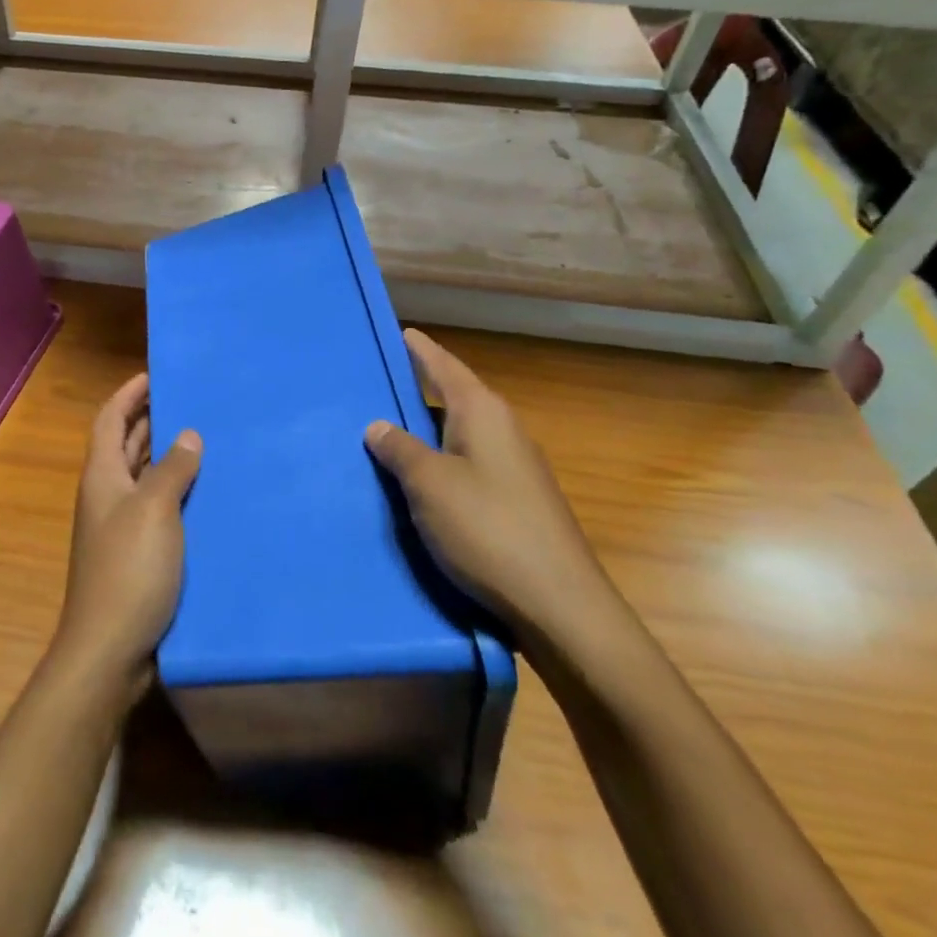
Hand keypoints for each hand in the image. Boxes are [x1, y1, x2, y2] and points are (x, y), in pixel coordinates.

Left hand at [52, 373, 202, 697]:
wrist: (109, 649)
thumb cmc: (129, 570)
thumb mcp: (154, 510)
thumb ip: (171, 469)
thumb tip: (187, 434)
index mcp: (103, 476)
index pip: (110, 419)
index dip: (129, 394)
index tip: (156, 374)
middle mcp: (107, 495)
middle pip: (125, 445)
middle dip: (151, 419)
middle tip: (190, 401)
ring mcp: (120, 526)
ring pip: (143, 476)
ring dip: (166, 456)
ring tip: (205, 438)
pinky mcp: (137, 554)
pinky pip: (157, 507)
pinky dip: (176, 492)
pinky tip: (206, 494)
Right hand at [365, 329, 612, 644]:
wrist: (560, 605)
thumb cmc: (488, 529)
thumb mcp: (429, 485)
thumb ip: (399, 449)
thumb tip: (378, 425)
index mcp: (483, 413)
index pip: (444, 366)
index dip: (420, 349)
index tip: (400, 331)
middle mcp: (503, 430)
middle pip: (453, 398)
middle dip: (417, 390)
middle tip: (377, 385)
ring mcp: (514, 468)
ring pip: (458, 435)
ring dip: (425, 432)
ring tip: (386, 432)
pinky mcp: (516, 501)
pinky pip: (467, 465)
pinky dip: (439, 462)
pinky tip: (419, 481)